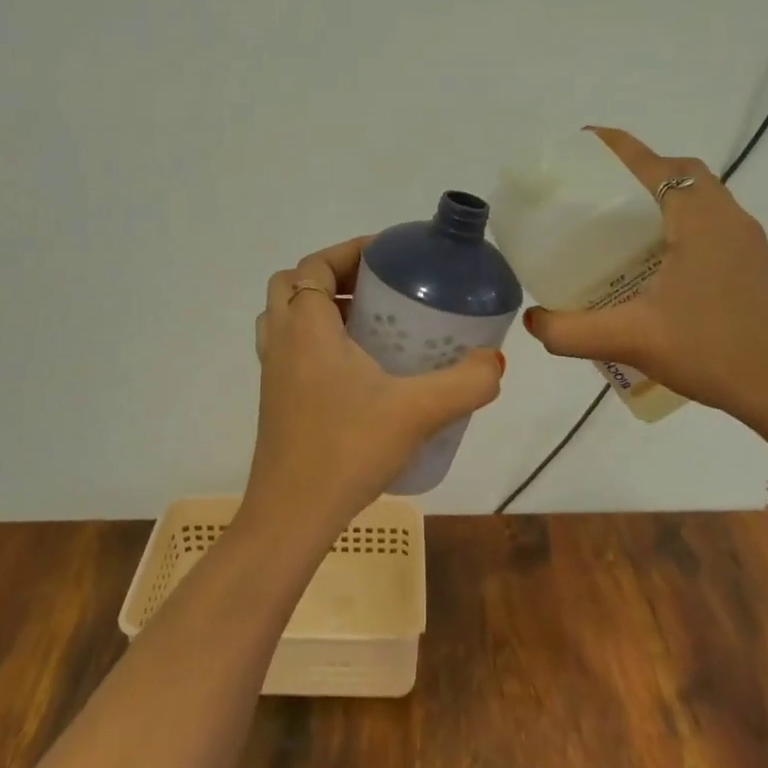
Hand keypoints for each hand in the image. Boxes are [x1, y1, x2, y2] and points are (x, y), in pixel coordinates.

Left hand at [245, 237, 504, 545]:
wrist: (291, 517)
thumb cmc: (346, 449)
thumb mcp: (417, 411)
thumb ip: (465, 383)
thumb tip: (495, 362)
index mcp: (306, 327)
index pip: (314, 265)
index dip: (348, 251)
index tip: (389, 255)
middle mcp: (281, 342)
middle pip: (294, 286)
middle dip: (335, 276)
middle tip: (379, 290)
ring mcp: (273, 374)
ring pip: (287, 319)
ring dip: (322, 309)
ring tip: (370, 324)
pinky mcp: (276, 402)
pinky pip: (291, 351)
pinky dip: (317, 343)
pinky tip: (359, 372)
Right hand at [521, 127, 767, 458]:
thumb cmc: (714, 352)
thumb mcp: (631, 340)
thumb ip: (570, 331)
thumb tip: (532, 320)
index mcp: (700, 219)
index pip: (653, 164)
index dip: (616, 147)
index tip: (582, 142)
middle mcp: (728, 218)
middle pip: (679, 172)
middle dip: (638, 170)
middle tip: (597, 192)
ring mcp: (747, 241)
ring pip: (699, 197)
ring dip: (661, 196)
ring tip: (620, 224)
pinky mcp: (753, 264)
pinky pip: (710, 222)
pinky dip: (678, 221)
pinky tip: (655, 261)